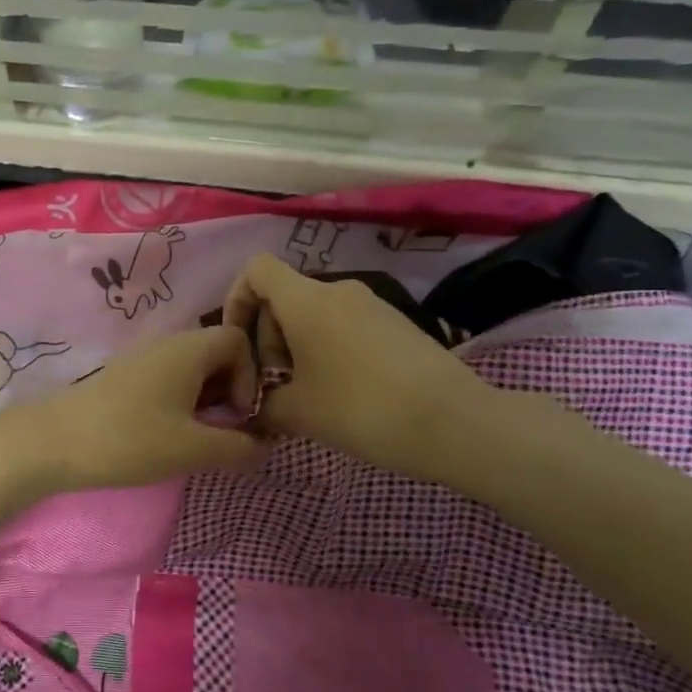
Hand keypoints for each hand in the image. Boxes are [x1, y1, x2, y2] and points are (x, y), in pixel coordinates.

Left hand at [0, 325, 270, 497]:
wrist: (55, 442)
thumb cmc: (130, 439)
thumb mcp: (193, 448)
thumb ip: (238, 446)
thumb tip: (265, 444)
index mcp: (189, 348)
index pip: (240, 341)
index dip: (252, 376)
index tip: (240, 414)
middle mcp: (169, 344)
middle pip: (219, 353)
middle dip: (233, 390)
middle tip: (226, 430)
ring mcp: (145, 359)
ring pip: (194, 369)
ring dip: (208, 400)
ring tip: (201, 437)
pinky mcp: (127, 378)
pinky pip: (171, 380)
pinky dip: (183, 402)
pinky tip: (171, 434)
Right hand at [223, 253, 503, 486]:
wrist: (455, 422)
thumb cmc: (362, 408)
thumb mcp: (299, 413)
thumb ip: (262, 404)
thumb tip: (250, 407)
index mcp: (306, 300)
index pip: (256, 269)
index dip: (236, 299)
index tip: (238, 342)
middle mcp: (337, 290)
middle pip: (284, 297)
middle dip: (268, 338)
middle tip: (275, 386)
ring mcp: (371, 304)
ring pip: (315, 314)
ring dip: (298, 348)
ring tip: (308, 395)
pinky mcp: (396, 323)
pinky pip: (344, 325)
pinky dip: (328, 349)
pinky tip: (343, 393)